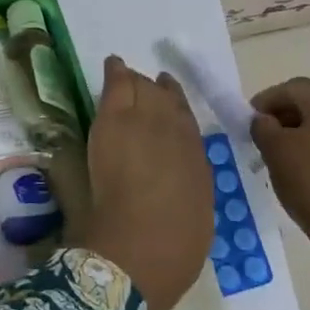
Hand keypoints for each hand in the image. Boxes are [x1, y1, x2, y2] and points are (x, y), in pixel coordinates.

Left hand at [76, 56, 213, 309]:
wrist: (141, 245)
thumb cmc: (174, 242)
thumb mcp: (196, 205)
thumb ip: (188, 177)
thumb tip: (179, 169)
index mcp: (196, 151)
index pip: (186, 118)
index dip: (176, 108)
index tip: (169, 103)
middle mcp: (175, 128)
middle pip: (164, 97)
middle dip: (154, 93)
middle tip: (144, 90)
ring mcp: (144, 118)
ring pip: (142, 86)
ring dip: (135, 84)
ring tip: (127, 79)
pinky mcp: (113, 119)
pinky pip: (116, 84)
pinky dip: (116, 72)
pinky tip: (113, 63)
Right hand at [250, 77, 309, 253]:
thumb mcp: (275, 150)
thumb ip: (262, 126)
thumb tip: (264, 121)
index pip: (293, 87)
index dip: (267, 99)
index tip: (249, 119)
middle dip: (282, 114)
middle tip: (261, 135)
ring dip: (298, 131)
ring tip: (278, 154)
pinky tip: (301, 168)